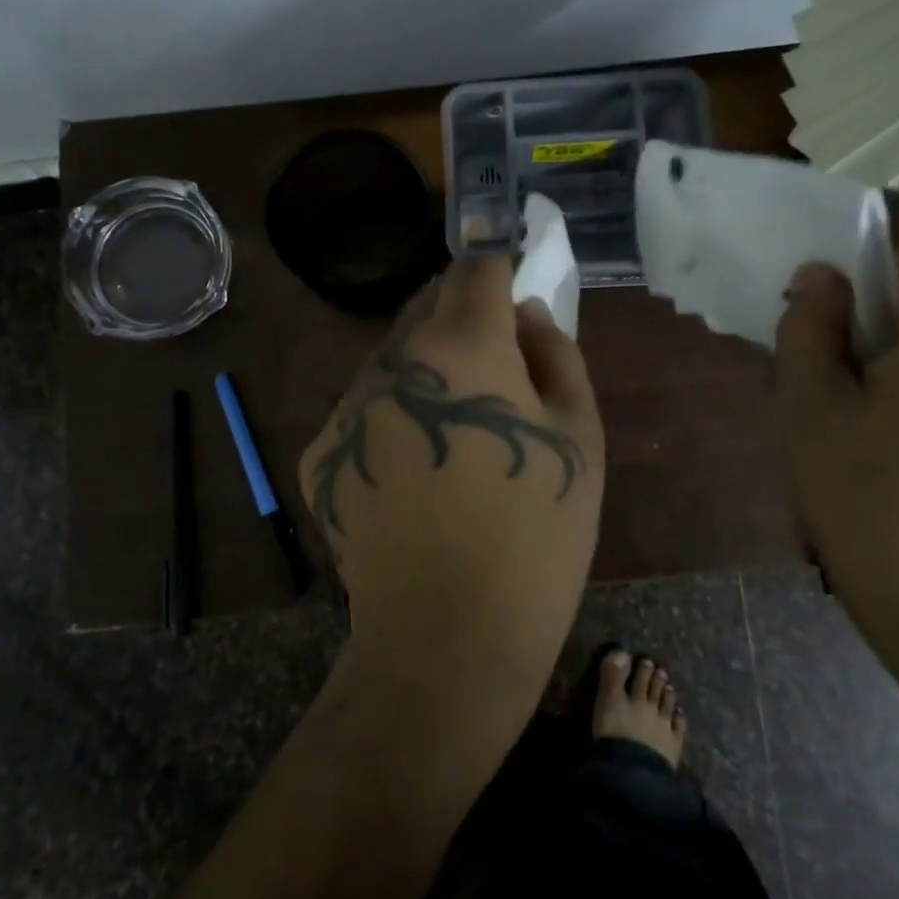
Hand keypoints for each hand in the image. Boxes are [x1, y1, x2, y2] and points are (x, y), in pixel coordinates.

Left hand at [300, 258, 604, 686]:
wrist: (447, 637)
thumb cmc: (536, 536)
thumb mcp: (579, 437)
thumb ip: (557, 353)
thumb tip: (526, 314)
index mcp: (461, 347)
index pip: (475, 268)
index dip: (497, 260)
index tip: (511, 269)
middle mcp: (391, 362)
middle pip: (427, 307)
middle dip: (462, 316)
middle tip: (497, 363)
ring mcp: (346, 408)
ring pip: (393, 359)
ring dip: (426, 369)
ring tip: (455, 431)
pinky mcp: (319, 454)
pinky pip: (364, 410)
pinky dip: (392, 416)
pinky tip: (415, 473)